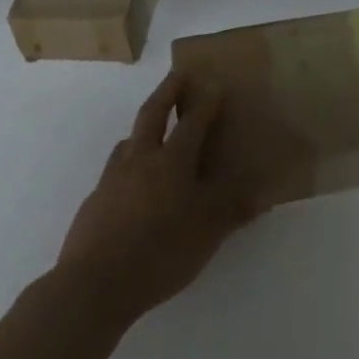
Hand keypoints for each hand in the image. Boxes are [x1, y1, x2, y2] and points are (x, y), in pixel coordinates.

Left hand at [55, 71, 256, 327]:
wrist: (94, 284)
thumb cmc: (160, 252)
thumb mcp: (207, 233)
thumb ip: (233, 210)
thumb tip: (263, 193)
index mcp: (172, 162)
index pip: (193, 123)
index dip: (206, 102)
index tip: (214, 83)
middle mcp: (141, 160)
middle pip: (152, 114)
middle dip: (167, 91)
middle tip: (178, 74)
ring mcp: (113, 179)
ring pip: (128, 140)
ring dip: (143, 127)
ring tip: (152, 129)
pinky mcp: (95, 201)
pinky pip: (115, 170)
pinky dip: (128, 162)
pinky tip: (132, 182)